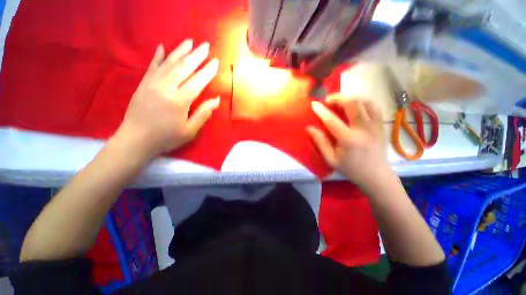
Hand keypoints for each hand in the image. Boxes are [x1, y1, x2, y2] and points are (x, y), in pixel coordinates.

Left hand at [114, 40, 219, 159]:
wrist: (135, 139)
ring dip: (180, 51)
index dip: (208, 71)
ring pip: (168, 63)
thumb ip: (203, 114)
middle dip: (196, 55)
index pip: (197, 81)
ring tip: (189, 41)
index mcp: (180, 101)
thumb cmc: (166, 137)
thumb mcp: (190, 131)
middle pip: (184, 67)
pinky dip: (158, 56)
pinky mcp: (143, 84)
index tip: (215, 62)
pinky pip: (152, 66)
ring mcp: (152, 83)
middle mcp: (166, 87)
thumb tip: (216, 100)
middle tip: (205, 45)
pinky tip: (162, 47)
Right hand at [307, 95, 389, 186]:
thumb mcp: (331, 159)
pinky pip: (374, 107)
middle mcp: (363, 129)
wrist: (376, 176)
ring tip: (341, 102)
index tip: (314, 104)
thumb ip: (320, 142)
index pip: (332, 120)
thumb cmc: (351, 169)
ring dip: (351, 98)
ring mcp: (375, 126)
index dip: (321, 111)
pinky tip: (356, 106)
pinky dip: (363, 102)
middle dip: (338, 98)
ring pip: (365, 102)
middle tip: (328, 100)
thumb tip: (310, 128)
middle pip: (352, 104)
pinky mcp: (381, 125)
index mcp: (349, 139)